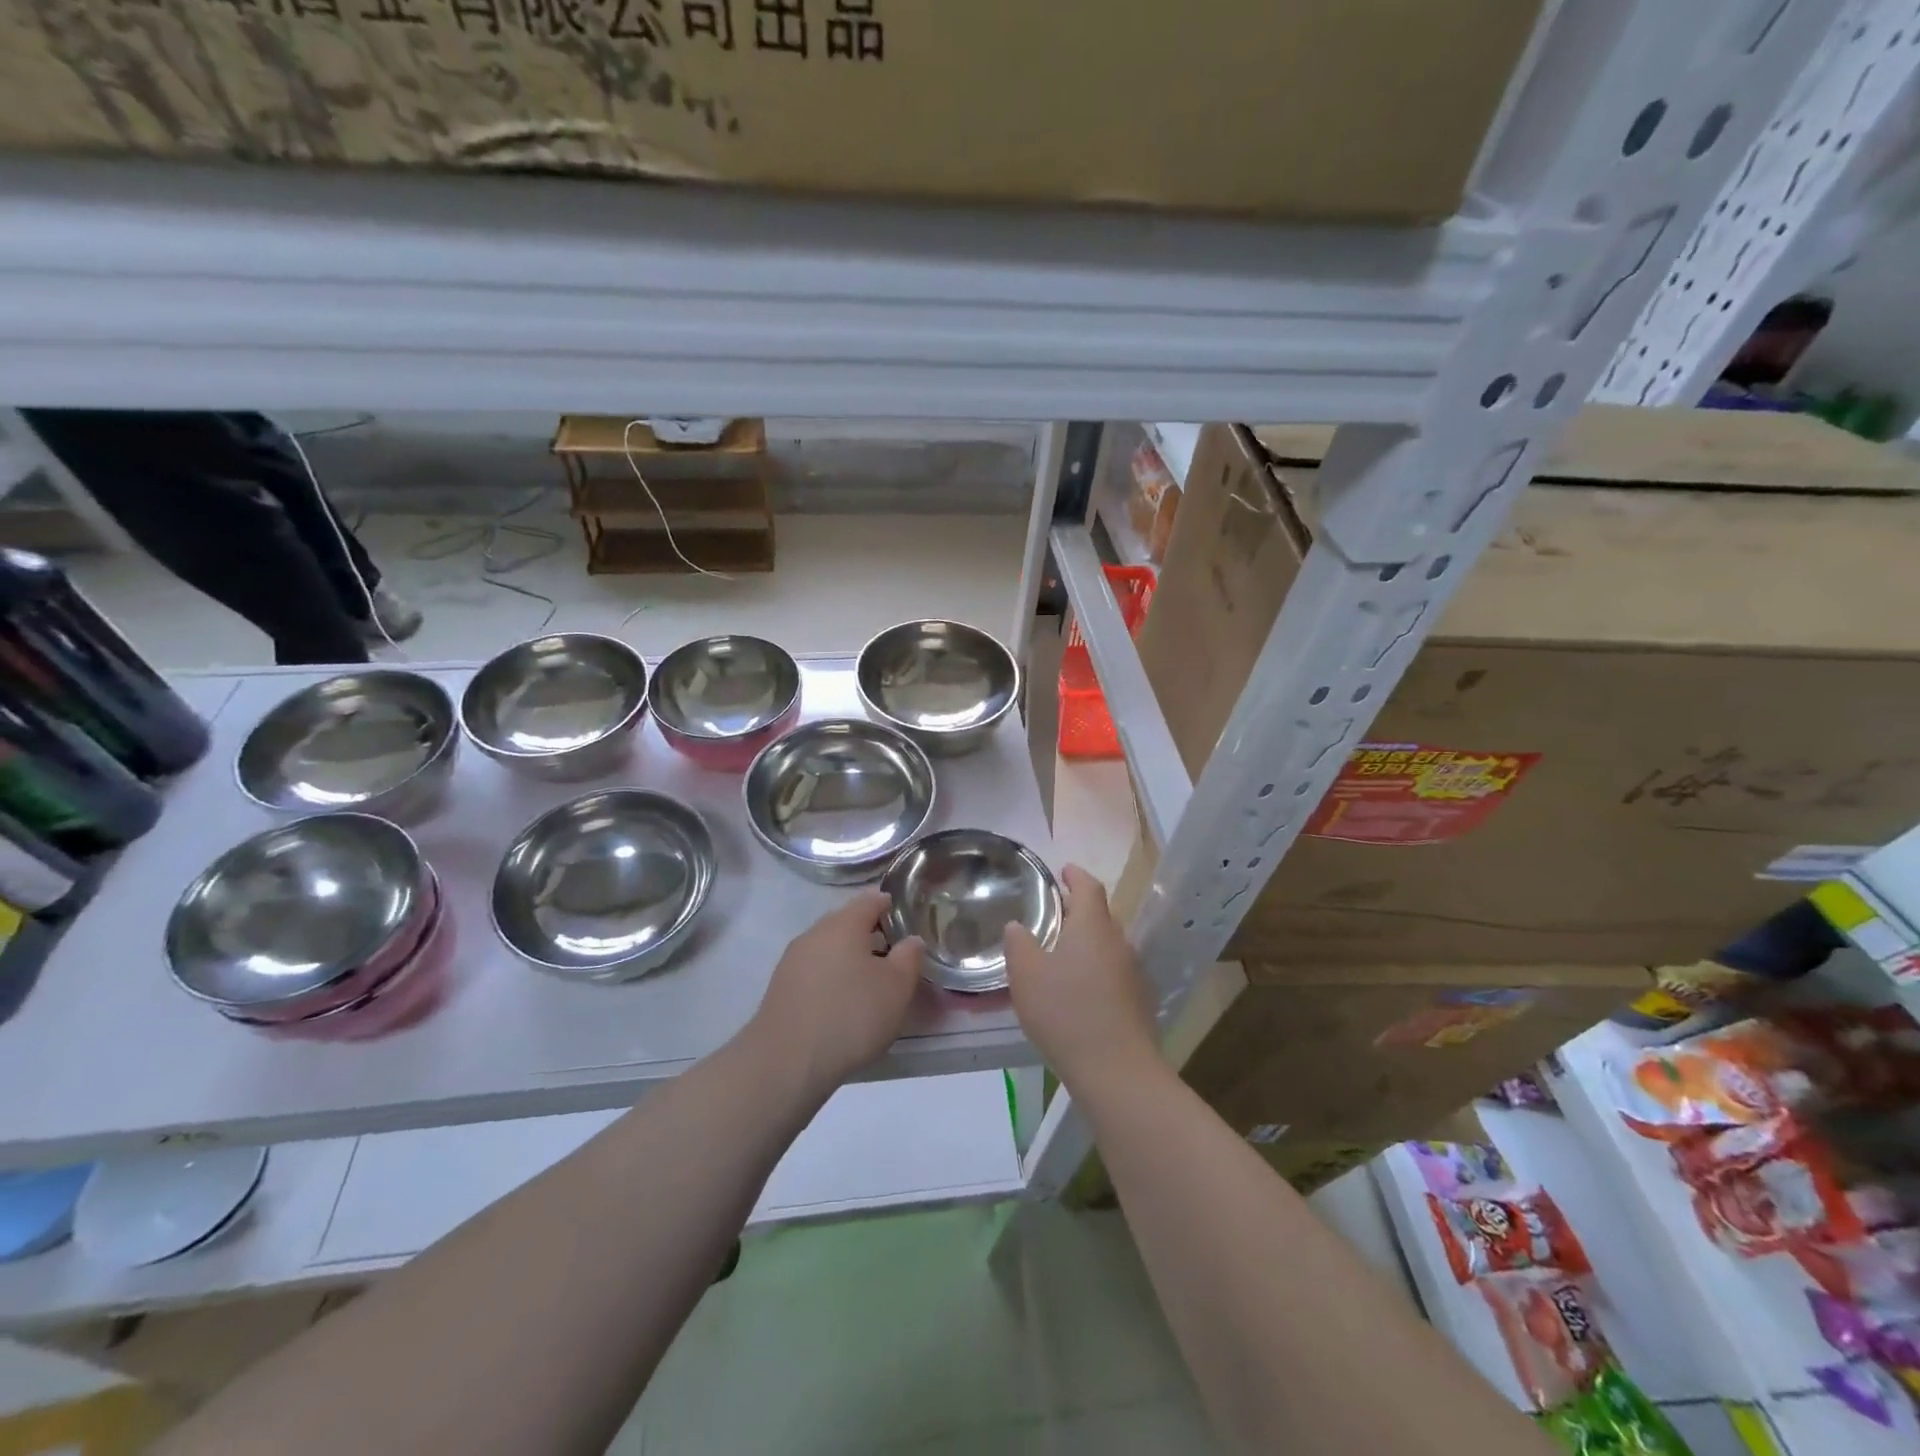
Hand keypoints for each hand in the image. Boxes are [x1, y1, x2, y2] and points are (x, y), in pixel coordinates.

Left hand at [747, 891, 923, 1097]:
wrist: (786, 1062)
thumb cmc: (851, 1015)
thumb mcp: (897, 987)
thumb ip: (909, 957)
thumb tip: (911, 940)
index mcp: (844, 923)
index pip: (871, 899)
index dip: (890, 905)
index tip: (906, 920)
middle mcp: (815, 933)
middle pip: (847, 922)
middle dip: (870, 934)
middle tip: (894, 956)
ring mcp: (793, 960)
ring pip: (829, 948)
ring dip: (849, 959)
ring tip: (870, 983)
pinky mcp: (780, 988)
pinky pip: (814, 972)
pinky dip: (831, 979)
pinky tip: (842, 1003)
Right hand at [1005, 865, 1157, 1089]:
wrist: (1116, 1071)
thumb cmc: (1066, 1012)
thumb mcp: (1027, 975)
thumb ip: (1019, 944)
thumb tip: (1017, 926)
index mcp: (1093, 927)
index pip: (1089, 886)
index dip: (1075, 875)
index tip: (1063, 870)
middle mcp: (1119, 942)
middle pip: (1100, 915)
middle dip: (1078, 910)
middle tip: (1053, 913)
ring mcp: (1133, 973)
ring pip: (1108, 945)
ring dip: (1087, 942)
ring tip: (1060, 952)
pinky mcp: (1139, 1001)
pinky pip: (1114, 972)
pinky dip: (1096, 969)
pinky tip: (1078, 990)